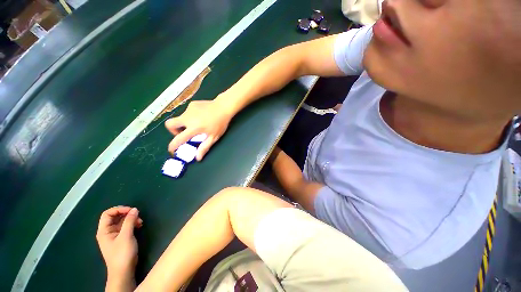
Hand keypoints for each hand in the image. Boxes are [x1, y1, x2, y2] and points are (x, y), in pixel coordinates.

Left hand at [96, 206, 142, 280]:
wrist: (124, 270)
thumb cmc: (122, 253)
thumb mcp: (126, 236)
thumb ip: (129, 221)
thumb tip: (135, 209)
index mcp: (104, 230)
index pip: (107, 214)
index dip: (119, 209)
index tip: (131, 210)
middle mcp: (108, 231)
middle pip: (115, 216)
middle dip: (127, 214)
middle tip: (138, 215)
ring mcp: (114, 235)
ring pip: (122, 221)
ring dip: (131, 219)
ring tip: (140, 222)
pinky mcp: (121, 238)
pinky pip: (126, 226)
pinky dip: (132, 224)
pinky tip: (139, 226)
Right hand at [165, 99, 232, 160]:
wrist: (223, 107)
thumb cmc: (220, 123)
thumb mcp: (214, 137)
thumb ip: (204, 147)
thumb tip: (198, 158)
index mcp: (194, 128)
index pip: (178, 139)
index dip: (172, 146)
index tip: (172, 150)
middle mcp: (187, 118)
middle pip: (169, 124)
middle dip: (173, 131)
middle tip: (183, 133)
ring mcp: (188, 109)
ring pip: (180, 118)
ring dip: (184, 123)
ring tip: (197, 124)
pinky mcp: (191, 104)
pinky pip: (187, 112)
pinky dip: (190, 117)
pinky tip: (201, 116)